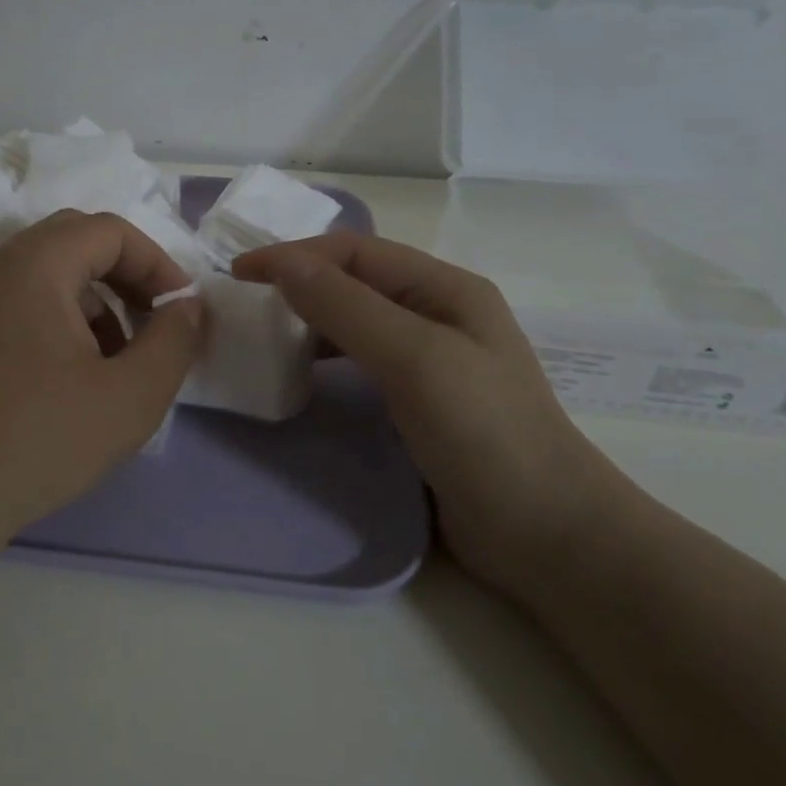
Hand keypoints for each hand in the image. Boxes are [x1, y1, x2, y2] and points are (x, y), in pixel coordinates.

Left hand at [0, 210, 204, 561]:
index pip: (111, 231)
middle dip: (128, 277)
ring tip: (121, 361)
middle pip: (79, 242)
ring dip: (99, 302)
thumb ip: (174, 341)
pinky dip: (66, 322)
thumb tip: (187, 307)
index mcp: (36, 264)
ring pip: (53, 275)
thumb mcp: (130, 395)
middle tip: (156, 322)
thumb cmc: (39, 438)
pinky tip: (79, 379)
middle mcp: (0, 267)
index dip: (158, 263)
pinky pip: (28, 303)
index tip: (182, 311)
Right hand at [234, 233, 630, 598]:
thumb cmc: (484, 433)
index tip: (239, 274)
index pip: (354, 251)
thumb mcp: (413, 358)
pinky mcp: (417, 401)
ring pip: (353, 320)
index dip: (294, 255)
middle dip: (298, 282)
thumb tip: (281, 262)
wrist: (546, 534)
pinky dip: (323, 356)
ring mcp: (428, 359)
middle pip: (353, 280)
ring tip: (262, 334)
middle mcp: (436, 313)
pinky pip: (358, 360)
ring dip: (308, 318)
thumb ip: (346, 306)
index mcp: (444, 288)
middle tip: (244, 305)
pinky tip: (302, 374)